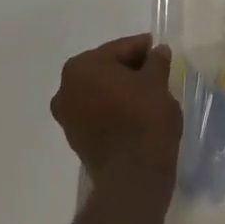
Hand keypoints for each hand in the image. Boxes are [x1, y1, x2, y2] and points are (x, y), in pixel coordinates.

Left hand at [51, 34, 181, 199]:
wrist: (134, 174)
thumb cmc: (144, 117)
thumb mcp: (157, 81)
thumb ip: (156, 61)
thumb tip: (158, 52)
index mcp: (82, 67)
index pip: (119, 49)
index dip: (142, 49)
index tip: (159, 50)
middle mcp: (66, 89)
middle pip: (105, 68)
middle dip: (129, 68)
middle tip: (156, 70)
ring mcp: (67, 116)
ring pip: (99, 91)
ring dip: (120, 88)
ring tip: (148, 92)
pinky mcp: (75, 139)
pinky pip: (97, 112)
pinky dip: (113, 107)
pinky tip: (135, 111)